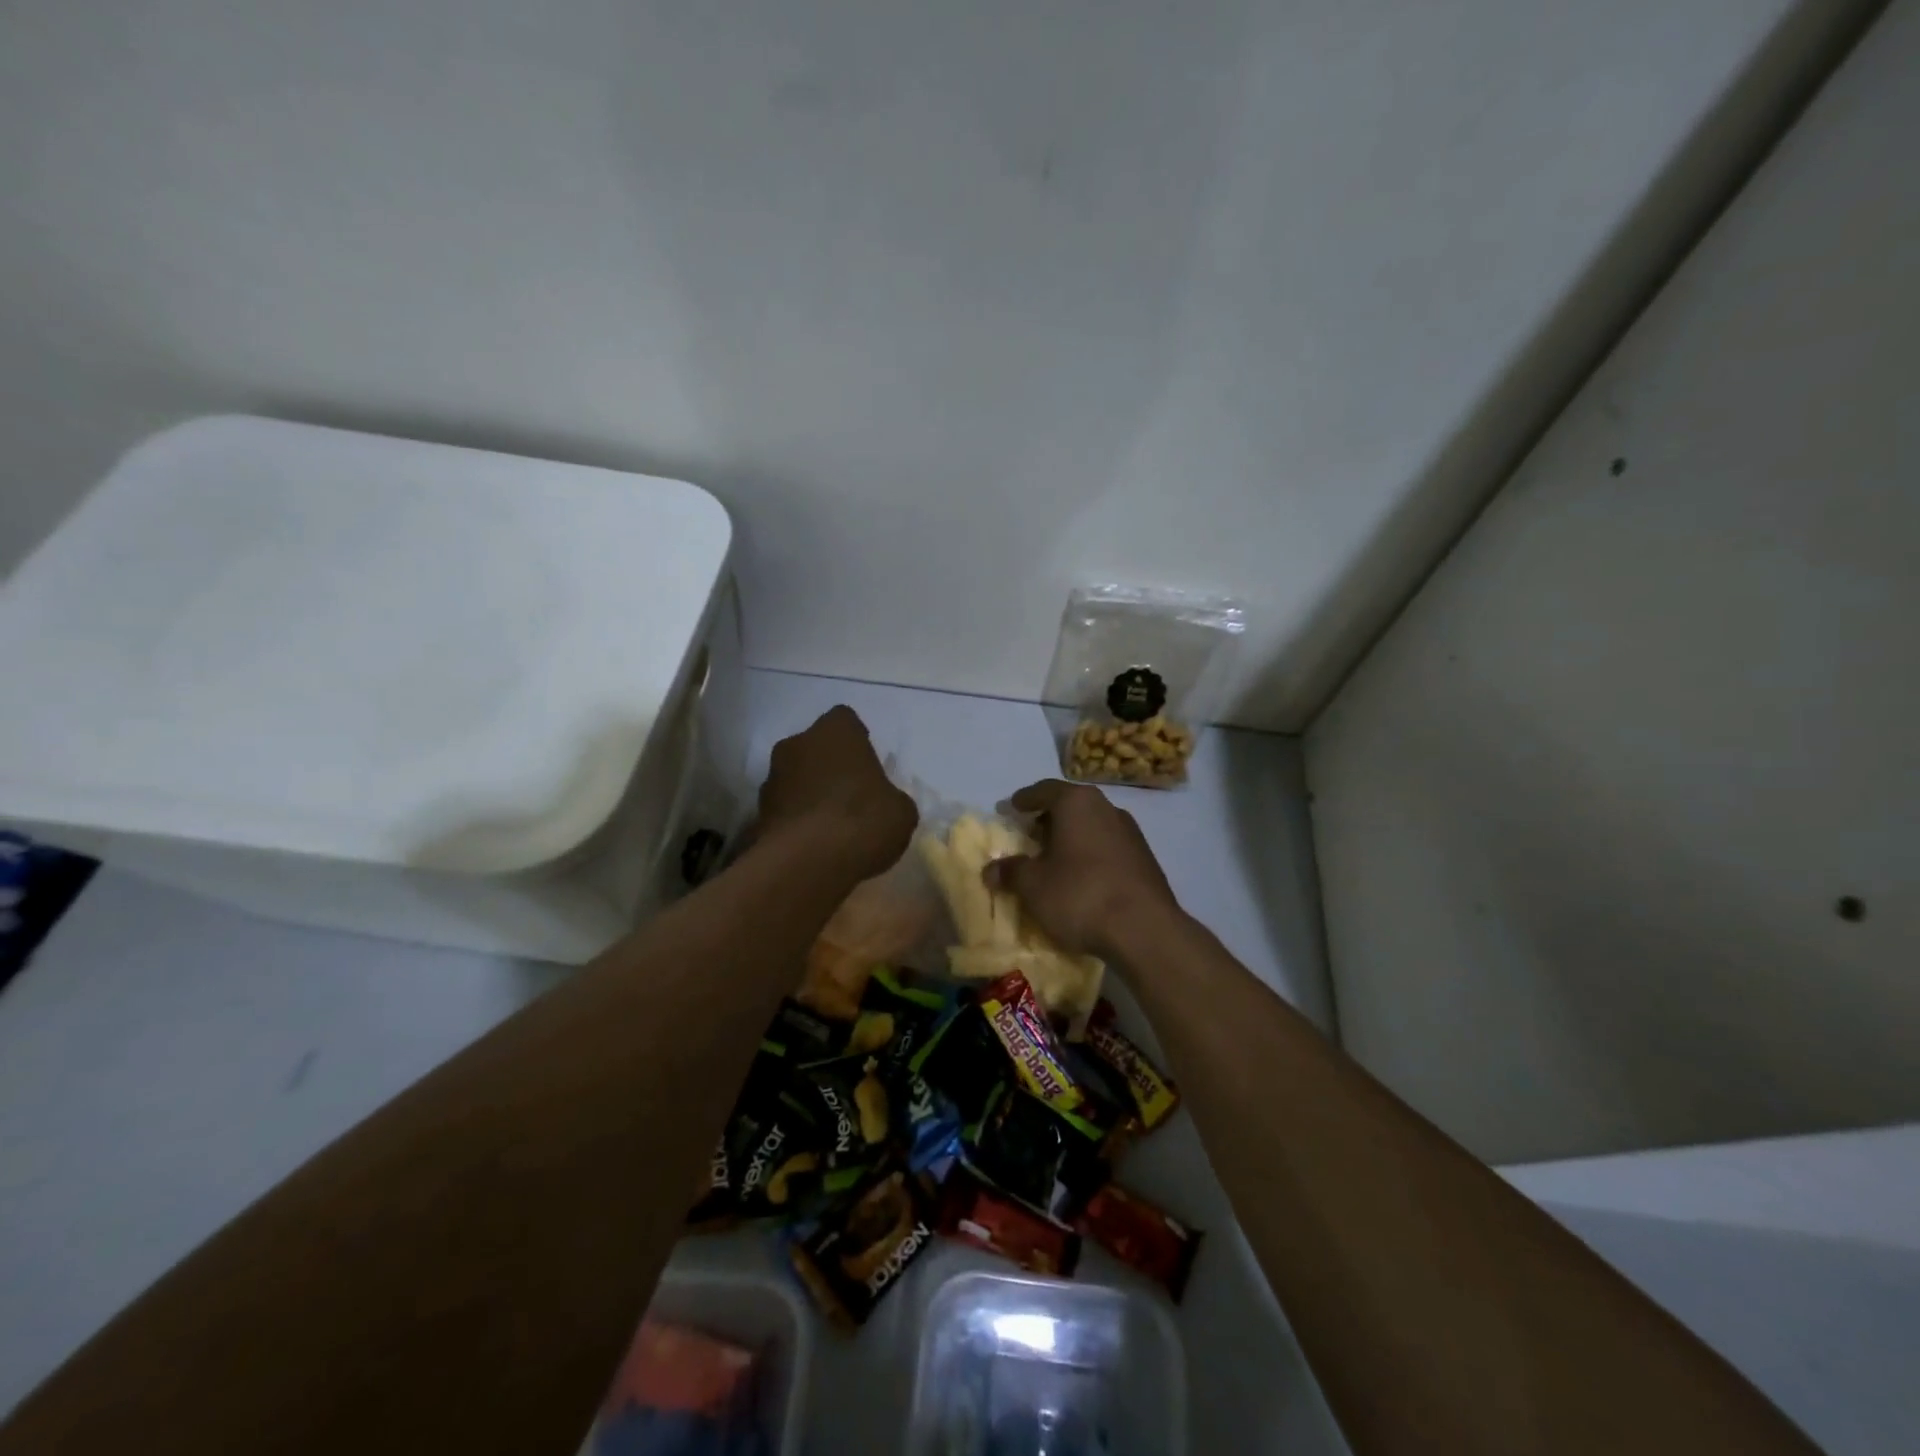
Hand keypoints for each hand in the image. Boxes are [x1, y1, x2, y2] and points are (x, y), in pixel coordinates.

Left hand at [757, 706, 916, 880]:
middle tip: (848, 794)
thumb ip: (890, 798)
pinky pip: (782, 809)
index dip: (857, 741)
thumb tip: (884, 804)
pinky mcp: (757, 813)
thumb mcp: (901, 810)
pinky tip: (811, 844)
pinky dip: (794, 820)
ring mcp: (771, 778)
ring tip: (828, 825)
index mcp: (835, 732)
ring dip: (807, 793)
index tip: (866, 765)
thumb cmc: (863, 820)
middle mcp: (796, 744)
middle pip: (814, 747)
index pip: (845, 720)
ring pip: (794, 777)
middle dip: (828, 766)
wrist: (808, 863)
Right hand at [983, 780, 1180, 960]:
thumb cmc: (1080, 895)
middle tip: (1029, 836)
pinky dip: (1090, 854)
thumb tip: (991, 870)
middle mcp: (1106, 808)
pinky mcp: (1145, 858)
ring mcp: (1130, 832)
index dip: (1024, 799)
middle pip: (1070, 805)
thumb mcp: (1033, 886)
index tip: (1011, 808)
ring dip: (1071, 838)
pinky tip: (1082, 878)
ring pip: (1091, 826)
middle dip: (1048, 819)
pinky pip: (1108, 847)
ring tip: (1054, 859)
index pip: (1044, 790)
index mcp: (1077, 803)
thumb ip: (1011, 872)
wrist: (1145, 930)